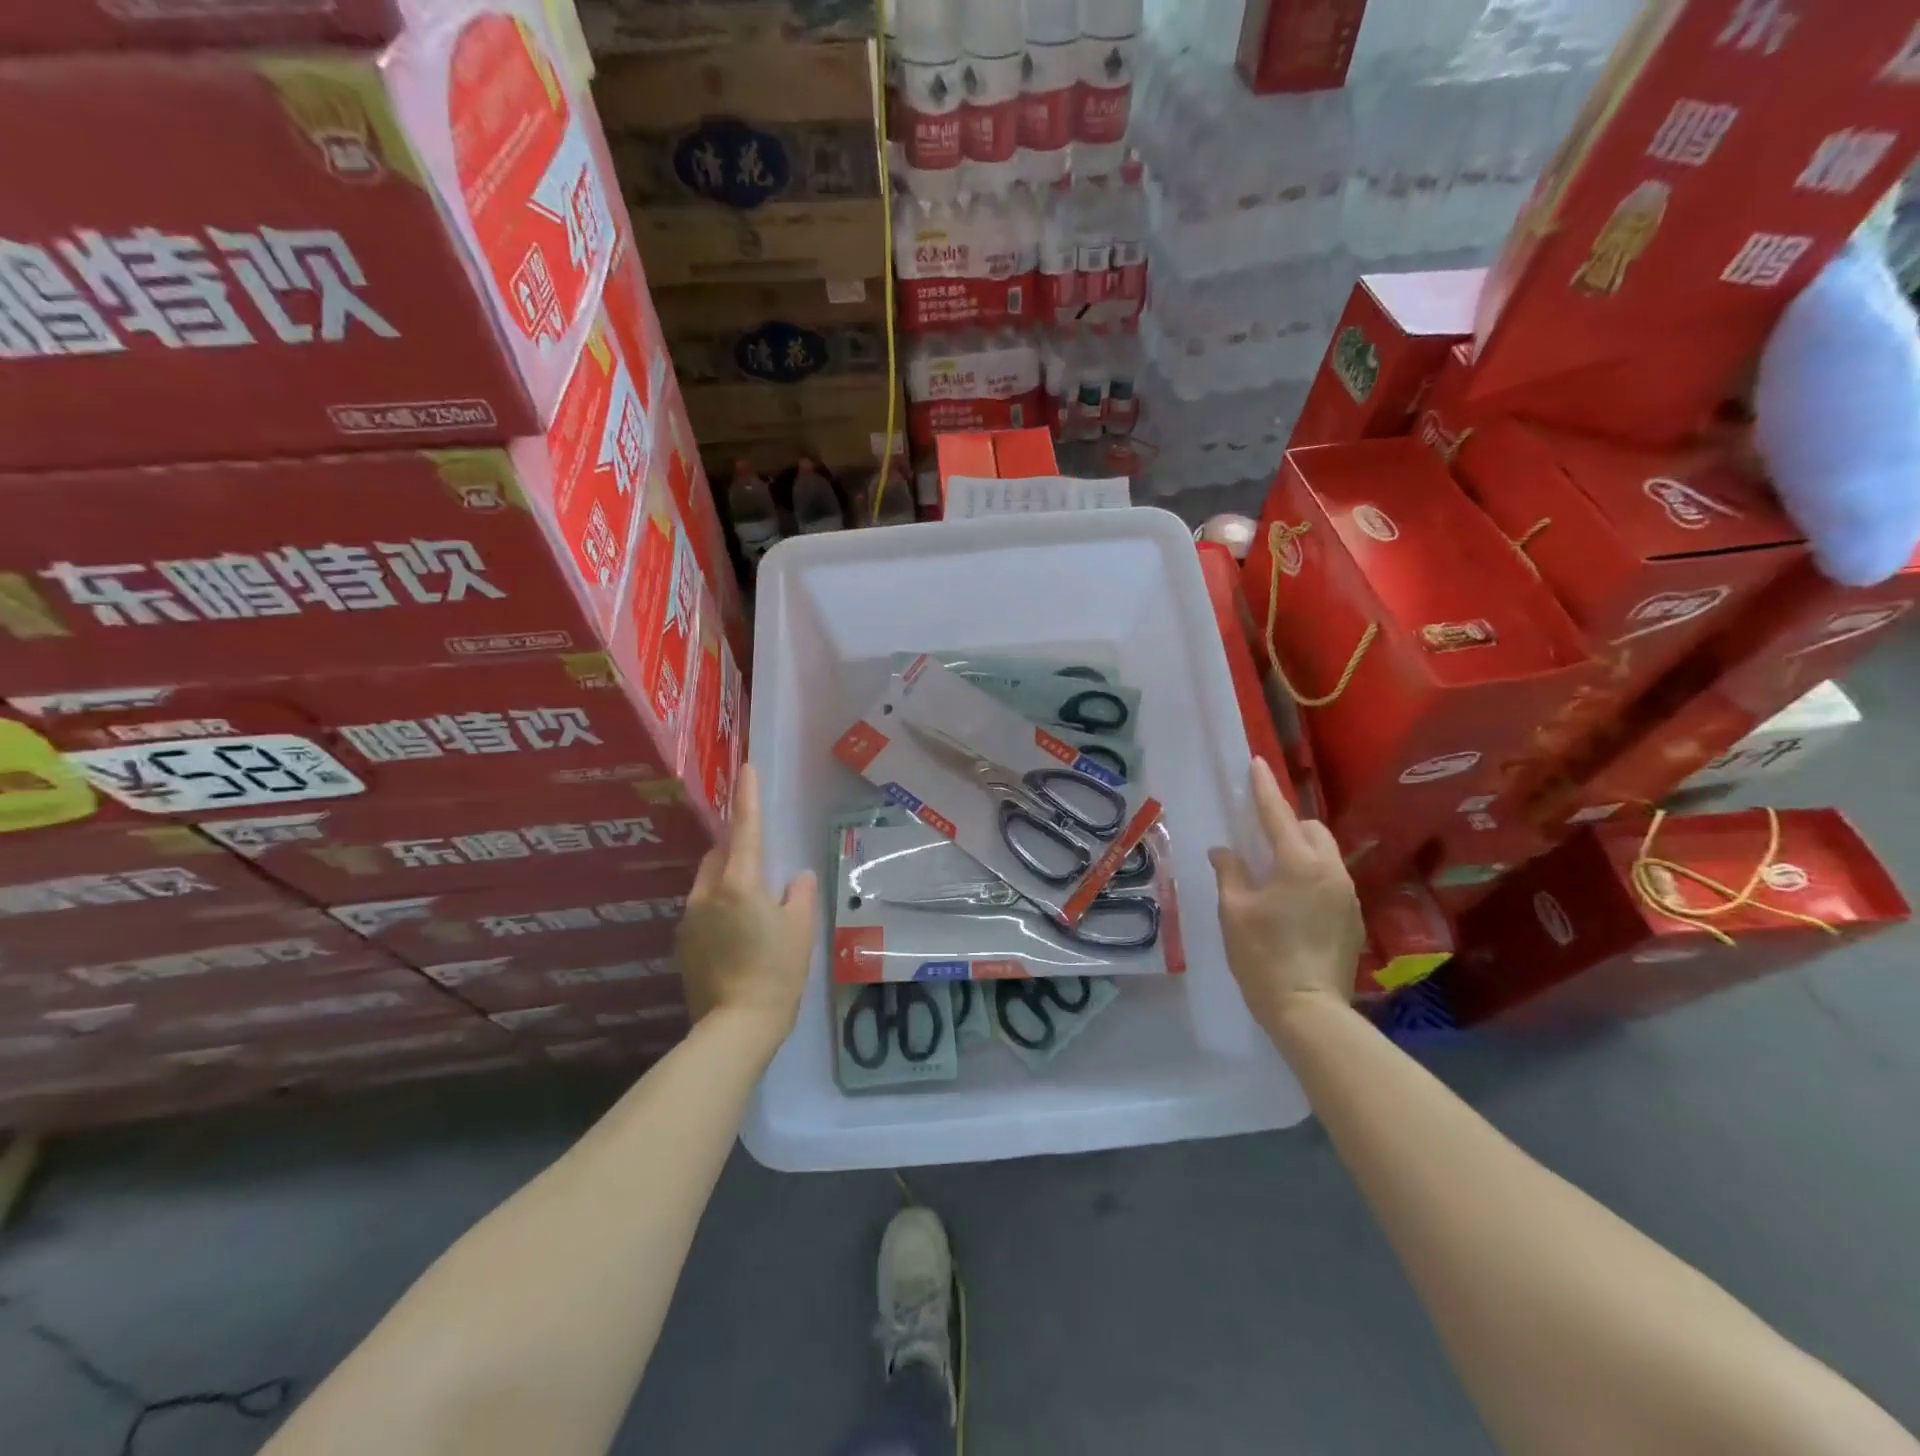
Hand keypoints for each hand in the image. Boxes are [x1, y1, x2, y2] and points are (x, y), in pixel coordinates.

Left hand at [676, 763, 817, 1043]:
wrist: (734, 1027)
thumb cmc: (776, 973)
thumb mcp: (800, 931)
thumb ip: (799, 896)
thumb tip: (797, 877)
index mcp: (739, 883)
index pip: (745, 828)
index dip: (748, 796)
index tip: (747, 768)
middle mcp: (707, 893)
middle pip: (720, 854)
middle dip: (738, 848)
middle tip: (764, 862)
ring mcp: (690, 918)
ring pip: (709, 882)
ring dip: (728, 879)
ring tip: (753, 905)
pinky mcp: (683, 942)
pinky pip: (703, 908)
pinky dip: (719, 906)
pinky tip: (737, 934)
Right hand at [1209, 758, 1362, 1041]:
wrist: (1308, 1008)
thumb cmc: (1262, 955)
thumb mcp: (1234, 910)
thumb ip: (1230, 872)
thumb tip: (1225, 851)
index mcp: (1298, 863)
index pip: (1277, 814)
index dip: (1264, 787)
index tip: (1256, 762)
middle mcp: (1330, 870)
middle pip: (1312, 829)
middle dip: (1288, 824)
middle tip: (1261, 839)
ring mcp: (1347, 894)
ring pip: (1325, 854)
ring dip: (1302, 851)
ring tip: (1276, 873)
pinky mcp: (1354, 917)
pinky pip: (1331, 880)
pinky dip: (1312, 876)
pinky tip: (1293, 903)